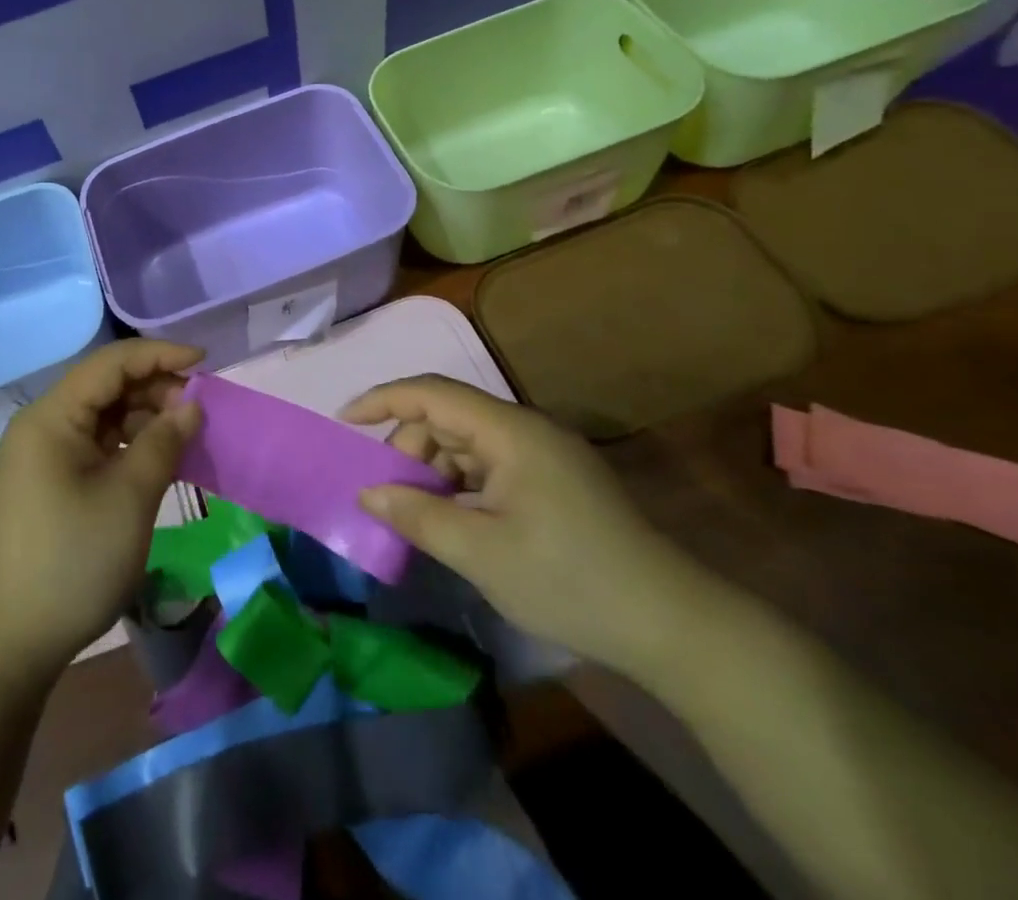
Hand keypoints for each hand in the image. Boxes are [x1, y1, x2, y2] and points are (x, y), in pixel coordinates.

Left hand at [0, 340, 202, 676]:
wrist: (7, 642)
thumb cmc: (71, 560)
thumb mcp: (129, 498)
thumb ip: (163, 442)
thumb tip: (191, 405)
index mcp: (52, 416)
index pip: (111, 363)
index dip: (160, 355)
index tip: (205, 363)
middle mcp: (42, 426)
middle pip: (105, 387)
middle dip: (154, 389)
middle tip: (198, 411)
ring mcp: (41, 456)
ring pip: (101, 416)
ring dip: (143, 418)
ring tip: (183, 436)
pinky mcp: (47, 484)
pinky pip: (94, 445)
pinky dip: (127, 445)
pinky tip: (155, 461)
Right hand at [343, 376, 710, 676]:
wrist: (673, 625)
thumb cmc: (570, 580)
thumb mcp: (481, 553)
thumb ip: (418, 516)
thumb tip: (368, 493)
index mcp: (509, 430)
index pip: (431, 392)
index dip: (382, 399)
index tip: (344, 422)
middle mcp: (525, 428)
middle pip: (447, 417)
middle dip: (408, 448)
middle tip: (387, 497)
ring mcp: (543, 454)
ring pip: (467, 443)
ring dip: (434, 471)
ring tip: (418, 516)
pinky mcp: (554, 480)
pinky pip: (490, 466)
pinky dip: (461, 486)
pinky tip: (454, 522)